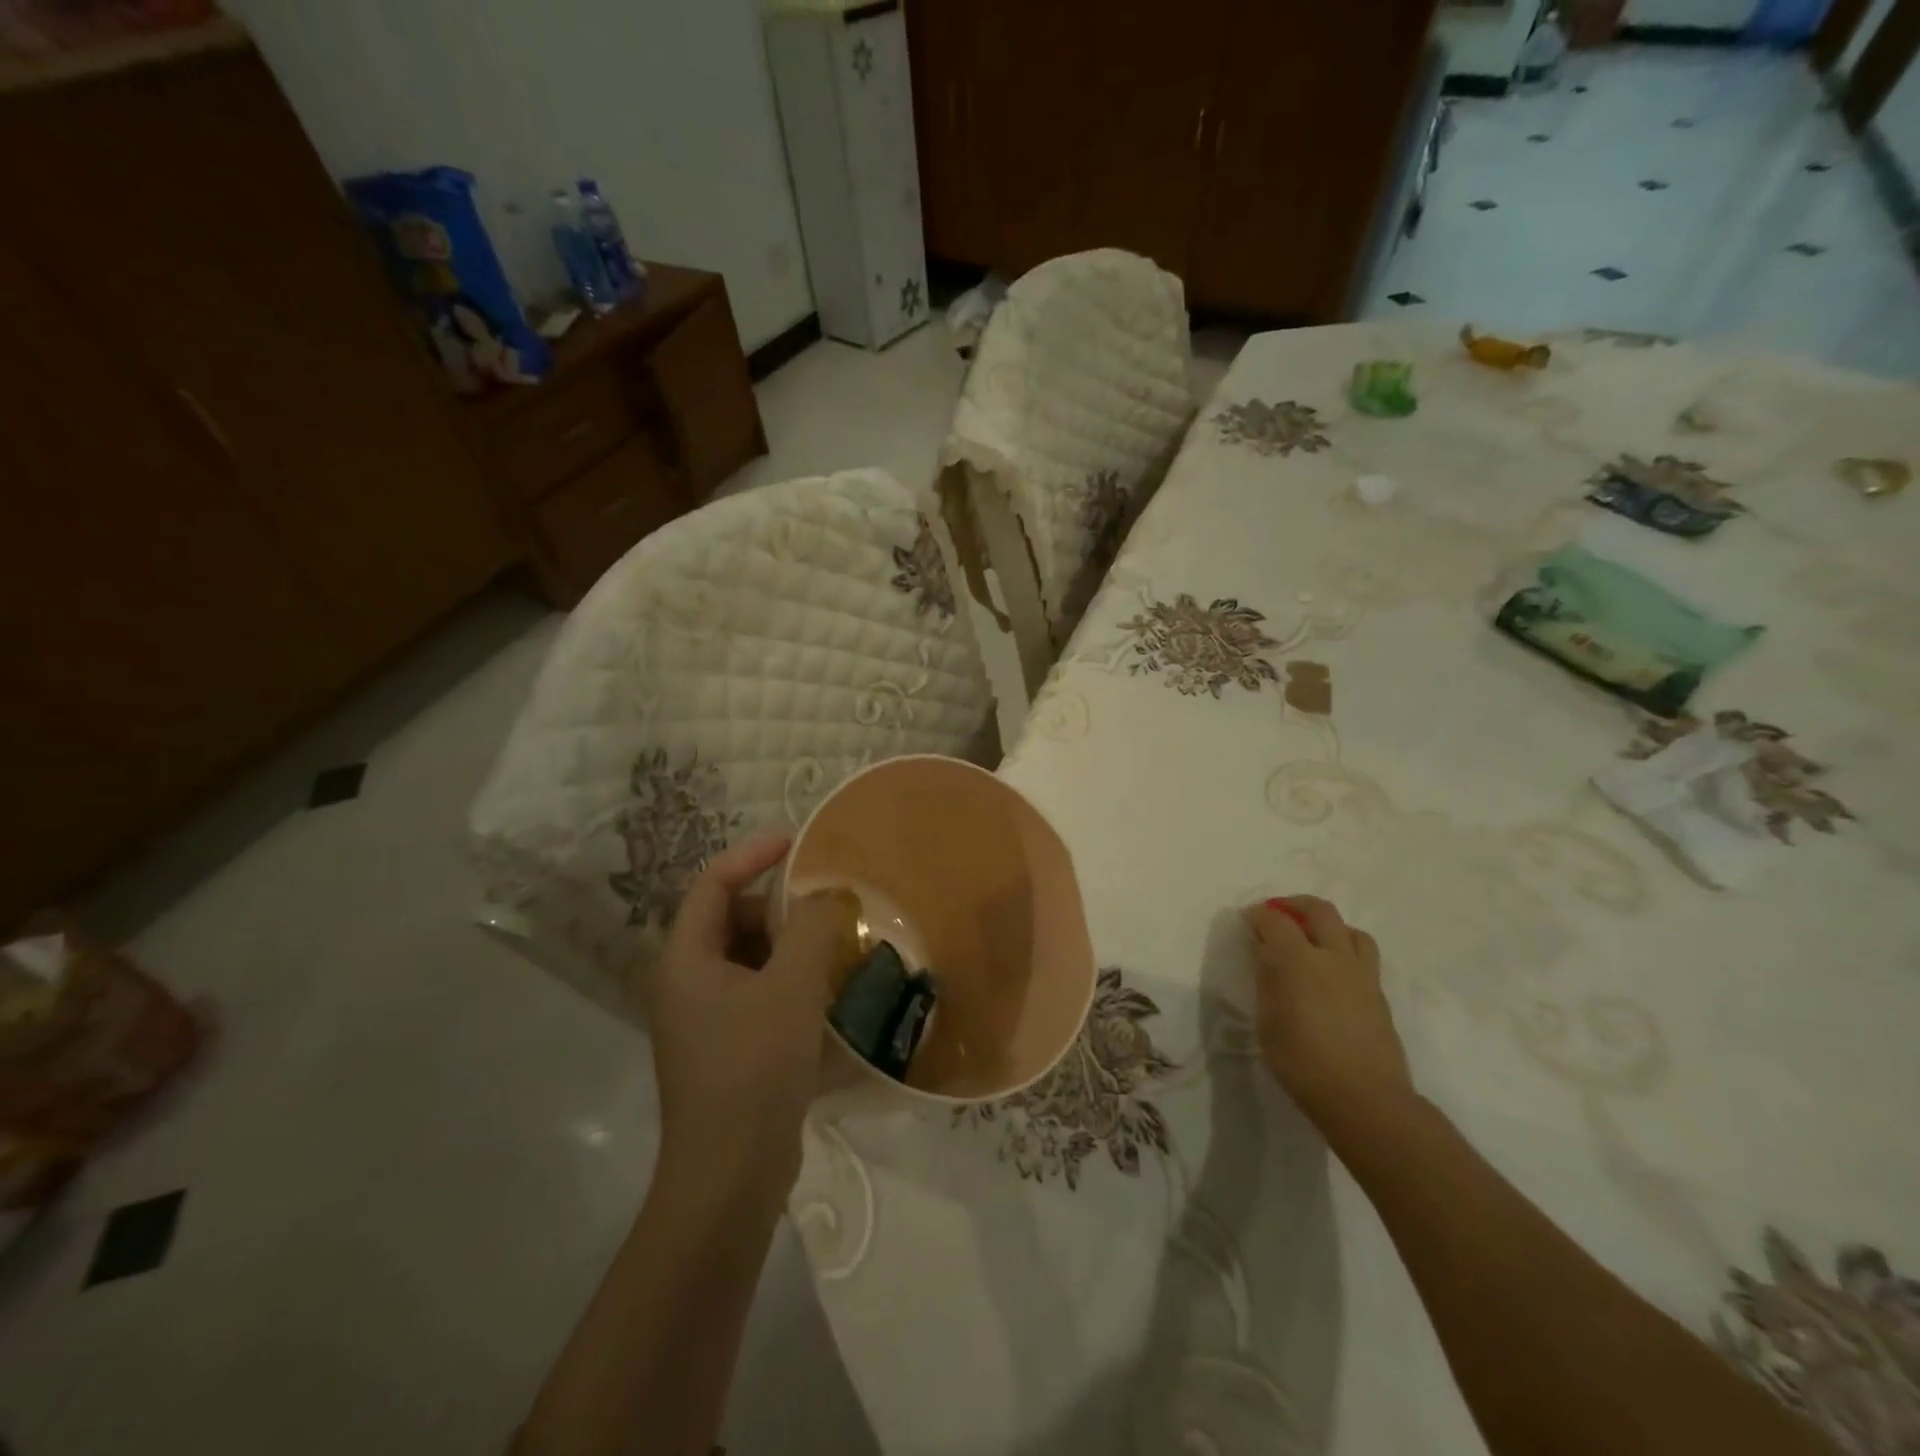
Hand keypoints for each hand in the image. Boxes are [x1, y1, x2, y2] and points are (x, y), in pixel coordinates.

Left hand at [645, 836, 851, 1206]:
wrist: (730, 1177)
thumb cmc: (754, 1068)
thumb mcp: (791, 988)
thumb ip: (811, 929)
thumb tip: (826, 896)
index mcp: (686, 960)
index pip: (712, 884)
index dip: (751, 855)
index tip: (796, 842)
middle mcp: (688, 983)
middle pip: (733, 921)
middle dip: (779, 909)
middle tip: (826, 909)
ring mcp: (707, 1020)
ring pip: (751, 961)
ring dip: (791, 949)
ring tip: (836, 949)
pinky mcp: (729, 1050)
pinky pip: (761, 995)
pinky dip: (792, 985)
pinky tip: (830, 998)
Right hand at [1243, 896, 1413, 1131]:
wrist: (1364, 1098)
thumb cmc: (1302, 1062)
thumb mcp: (1268, 1021)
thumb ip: (1267, 981)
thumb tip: (1266, 955)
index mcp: (1299, 960)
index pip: (1275, 920)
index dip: (1258, 915)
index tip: (1247, 919)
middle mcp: (1333, 957)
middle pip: (1320, 910)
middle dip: (1295, 905)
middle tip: (1278, 914)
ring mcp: (1362, 975)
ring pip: (1351, 930)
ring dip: (1329, 926)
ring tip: (1314, 940)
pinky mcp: (1379, 995)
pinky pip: (1363, 957)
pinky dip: (1345, 952)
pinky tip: (1333, 974)